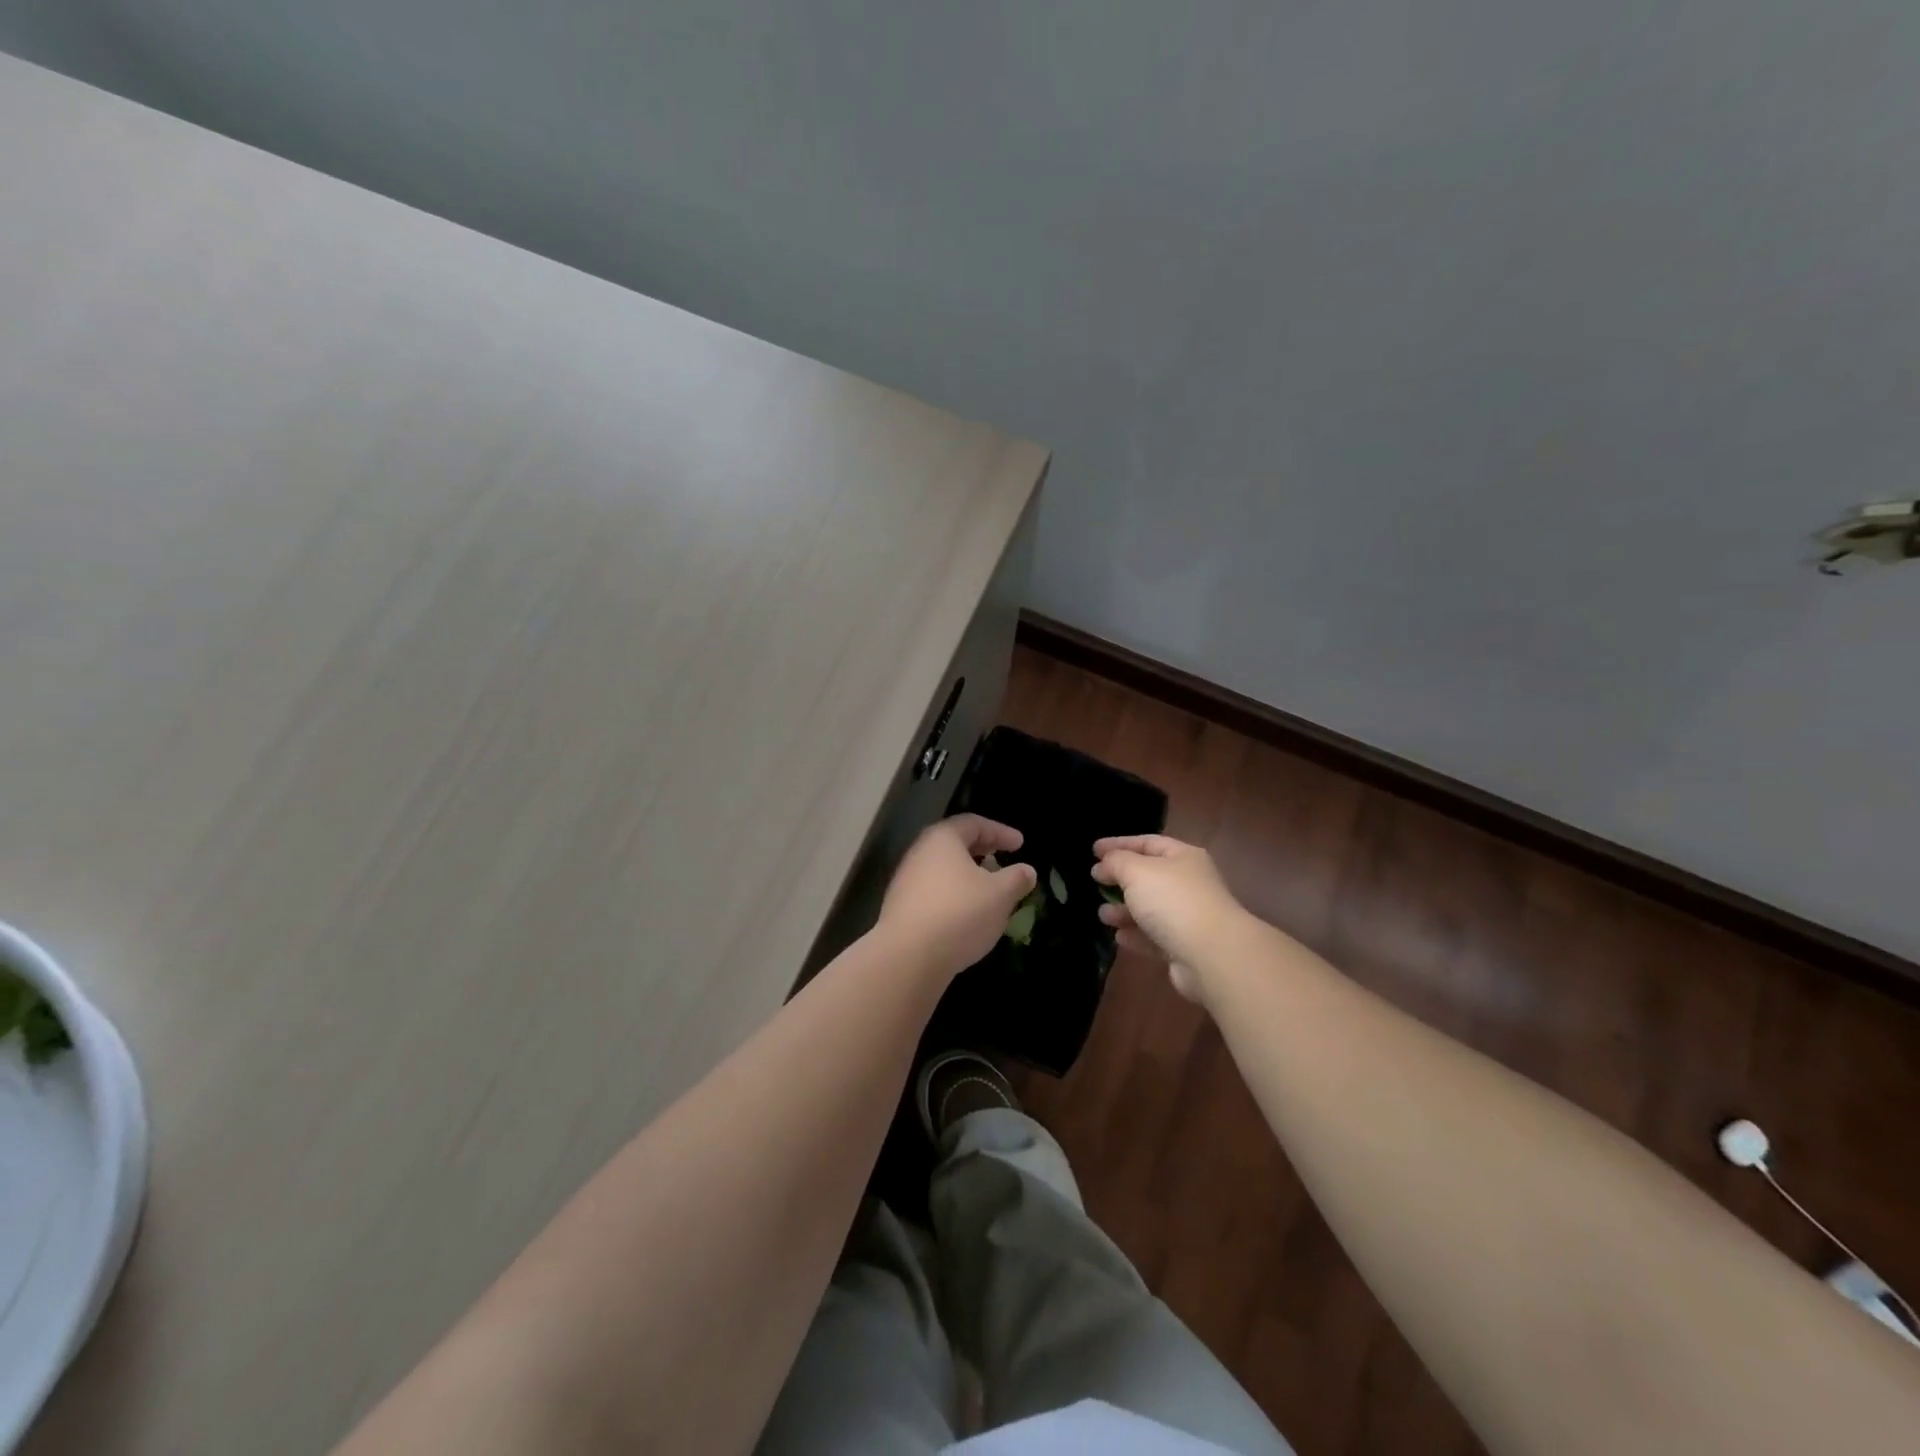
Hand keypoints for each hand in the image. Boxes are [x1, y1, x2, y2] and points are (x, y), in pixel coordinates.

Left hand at [878, 815, 1036, 979]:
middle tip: (1002, 859)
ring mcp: (906, 881)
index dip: (1000, 831)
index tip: (1020, 844)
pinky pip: (934, 892)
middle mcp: (919, 853)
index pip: (974, 823)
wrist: (907, 957)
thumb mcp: (1000, 895)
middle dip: (982, 851)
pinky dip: (954, 895)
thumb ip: (1016, 879)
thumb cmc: (959, 914)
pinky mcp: (901, 908)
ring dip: (967, 875)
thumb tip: (1027, 871)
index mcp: (942, 839)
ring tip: (988, 890)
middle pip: (954, 844)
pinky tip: (967, 914)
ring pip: (943, 870)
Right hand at [1091, 834, 1248, 1002]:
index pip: (1148, 843)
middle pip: (1149, 877)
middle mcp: (1189, 883)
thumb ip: (1116, 862)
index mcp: (1183, 857)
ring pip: (1150, 909)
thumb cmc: (1172, 901)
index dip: (1119, 844)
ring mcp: (1189, 917)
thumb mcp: (1136, 871)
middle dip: (1120, 880)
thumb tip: (1103, 865)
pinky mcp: (1185, 947)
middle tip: (1096, 883)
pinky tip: (1119, 937)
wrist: (1212, 954)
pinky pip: (1155, 937)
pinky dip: (1136, 935)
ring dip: (1124, 910)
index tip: (1093, 850)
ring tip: (1103, 915)